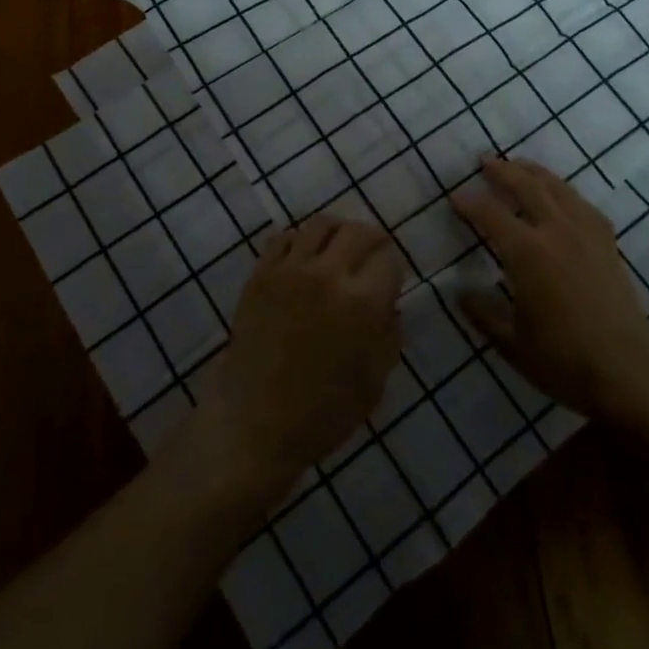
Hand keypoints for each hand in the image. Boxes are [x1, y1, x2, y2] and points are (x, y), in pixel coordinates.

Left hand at [198, 216, 404, 498]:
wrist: (254, 424)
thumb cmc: (322, 413)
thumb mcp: (374, 383)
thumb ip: (389, 336)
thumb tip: (391, 305)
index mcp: (363, 303)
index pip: (389, 260)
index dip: (394, 268)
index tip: (390, 278)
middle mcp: (328, 275)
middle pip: (358, 232)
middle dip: (373, 239)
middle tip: (372, 253)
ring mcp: (290, 270)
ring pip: (321, 225)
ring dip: (337, 232)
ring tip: (338, 248)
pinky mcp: (260, 274)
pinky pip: (284, 238)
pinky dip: (299, 242)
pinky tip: (303, 260)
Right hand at [453, 157, 648, 424]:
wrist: (628, 373)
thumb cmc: (563, 361)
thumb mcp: (511, 343)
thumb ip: (483, 313)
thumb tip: (460, 293)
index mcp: (528, 254)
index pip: (491, 215)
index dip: (470, 203)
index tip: (454, 197)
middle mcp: (557, 232)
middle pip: (527, 187)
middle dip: (503, 171)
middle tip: (485, 161)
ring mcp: (587, 235)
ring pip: (558, 188)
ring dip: (535, 173)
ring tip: (520, 166)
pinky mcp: (608, 245)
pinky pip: (583, 205)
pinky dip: (566, 192)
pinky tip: (561, 196)